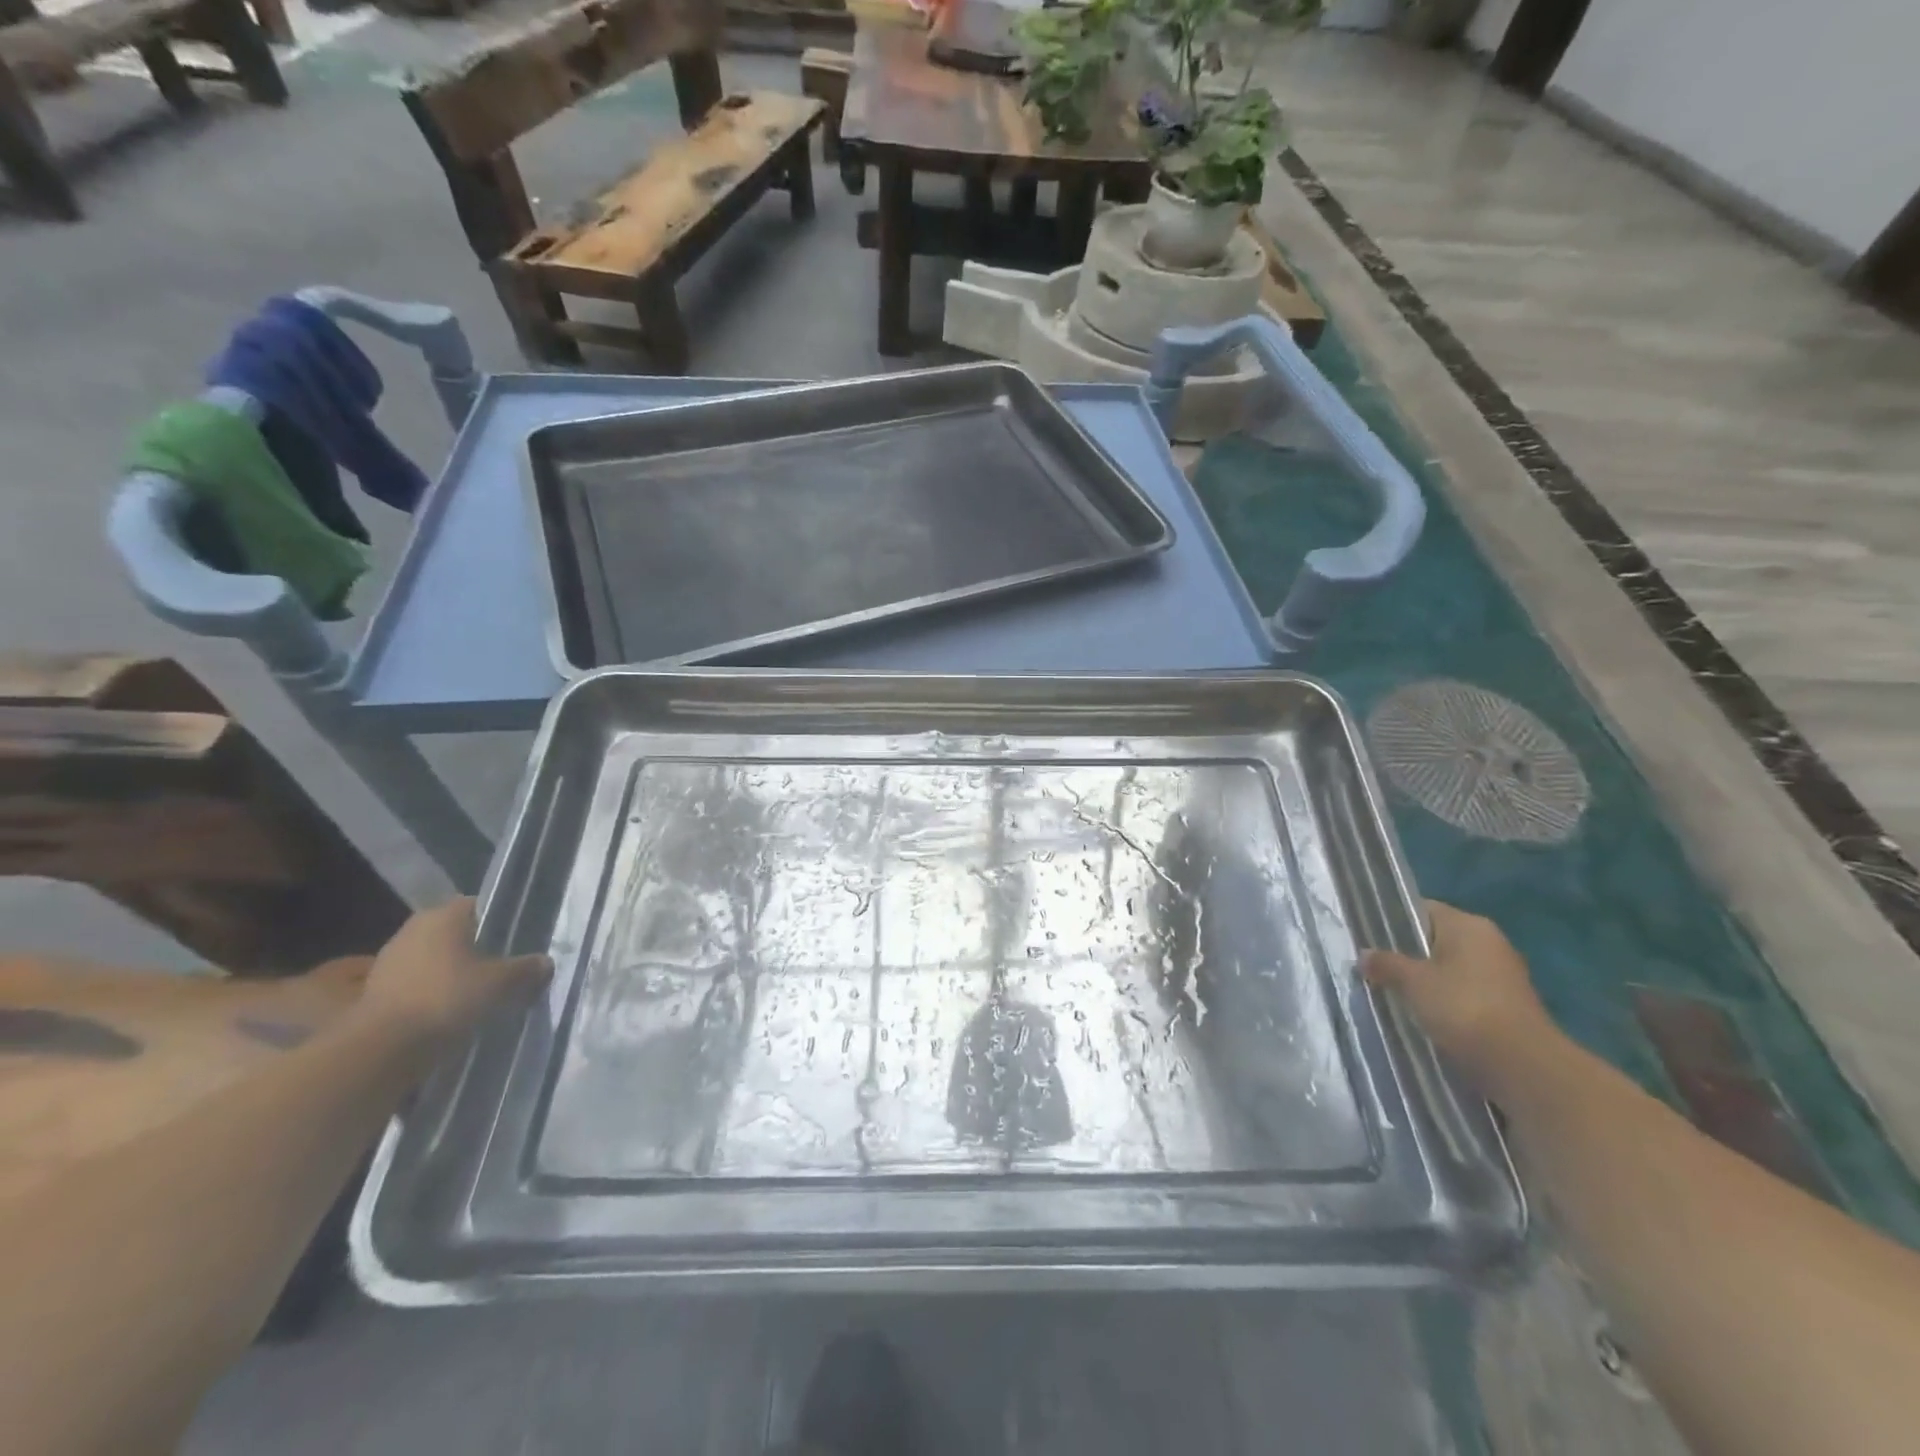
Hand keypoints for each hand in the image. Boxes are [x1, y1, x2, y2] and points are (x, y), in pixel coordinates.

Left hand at [353, 899, 550, 1047]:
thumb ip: (527, 969)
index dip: (501, 921)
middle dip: (479, 948)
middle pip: (456, 933)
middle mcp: (414, 929)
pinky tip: (454, 1012)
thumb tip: (545, 963)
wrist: (381, 1050)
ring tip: (481, 994)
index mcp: (444, 915)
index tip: (518, 940)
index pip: (479, 905)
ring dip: (455, 972)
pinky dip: (435, 993)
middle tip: (505, 968)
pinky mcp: (377, 991)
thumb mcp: (501, 984)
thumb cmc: (446, 999)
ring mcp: (390, 961)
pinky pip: (418, 983)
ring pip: (436, 959)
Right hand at [1362, 901, 1556, 1086]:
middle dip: (1407, 954)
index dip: (1393, 921)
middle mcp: (1490, 943)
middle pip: (1437, 940)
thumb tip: (1364, 955)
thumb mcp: (1413, 982)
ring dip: (1426, 981)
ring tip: (1393, 993)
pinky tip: (1424, 1016)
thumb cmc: (1463, 1007)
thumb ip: (1386, 964)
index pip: (1422, 910)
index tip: (1368, 938)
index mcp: (1468, 925)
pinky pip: (1465, 993)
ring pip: (1451, 969)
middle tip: (1375, 968)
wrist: (1523, 1065)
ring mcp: (1503, 976)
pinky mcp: (1508, 1006)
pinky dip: (1446, 1002)